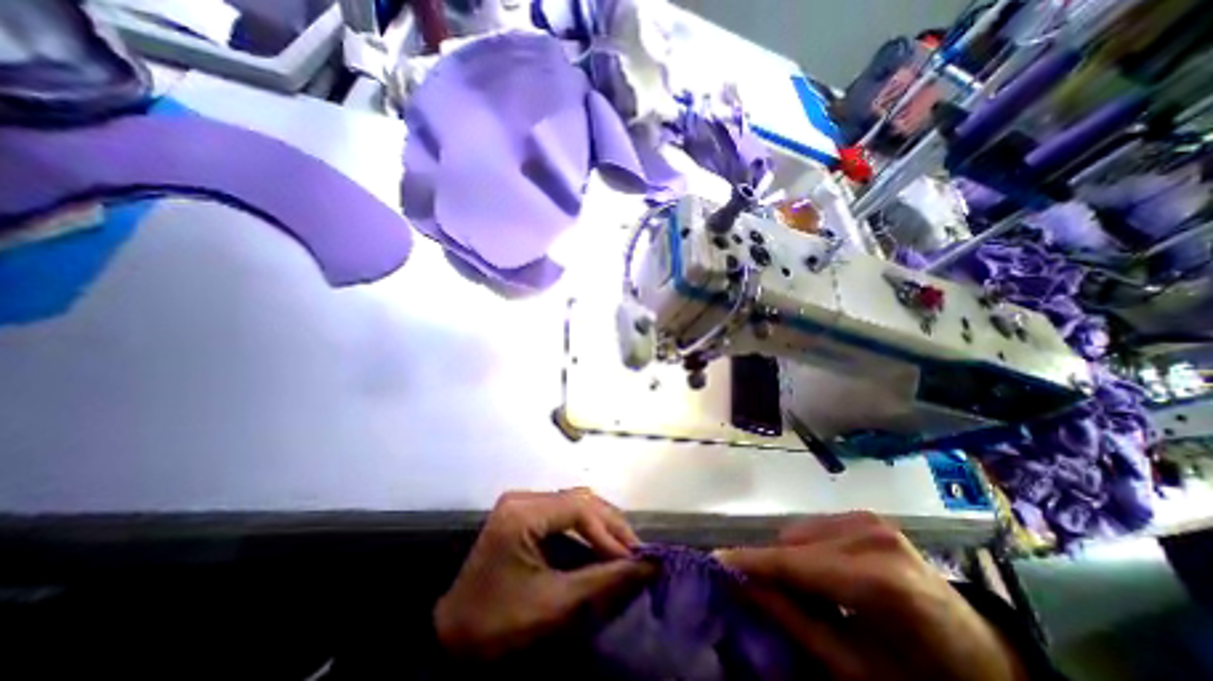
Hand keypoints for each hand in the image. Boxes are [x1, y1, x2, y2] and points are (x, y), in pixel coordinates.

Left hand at [438, 488, 654, 660]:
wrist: (452, 638)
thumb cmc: (500, 624)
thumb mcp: (555, 604)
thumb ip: (604, 581)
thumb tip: (648, 566)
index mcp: (522, 513)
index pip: (578, 508)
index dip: (609, 531)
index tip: (633, 557)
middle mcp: (523, 497)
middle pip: (578, 500)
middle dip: (609, 525)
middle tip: (635, 551)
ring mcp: (522, 502)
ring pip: (574, 502)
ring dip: (600, 524)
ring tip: (623, 547)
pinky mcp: (524, 512)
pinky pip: (563, 511)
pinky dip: (586, 526)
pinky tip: (600, 542)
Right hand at [713, 510, 1027, 680]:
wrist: (981, 659)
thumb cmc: (922, 677)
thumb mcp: (856, 668)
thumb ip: (794, 621)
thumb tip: (742, 586)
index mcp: (880, 579)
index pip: (796, 563)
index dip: (752, 562)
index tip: (715, 561)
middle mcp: (872, 535)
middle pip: (795, 543)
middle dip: (773, 566)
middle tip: (764, 595)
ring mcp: (871, 520)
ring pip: (799, 532)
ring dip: (790, 559)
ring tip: (803, 593)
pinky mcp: (867, 516)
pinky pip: (814, 528)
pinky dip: (806, 550)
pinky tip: (822, 575)